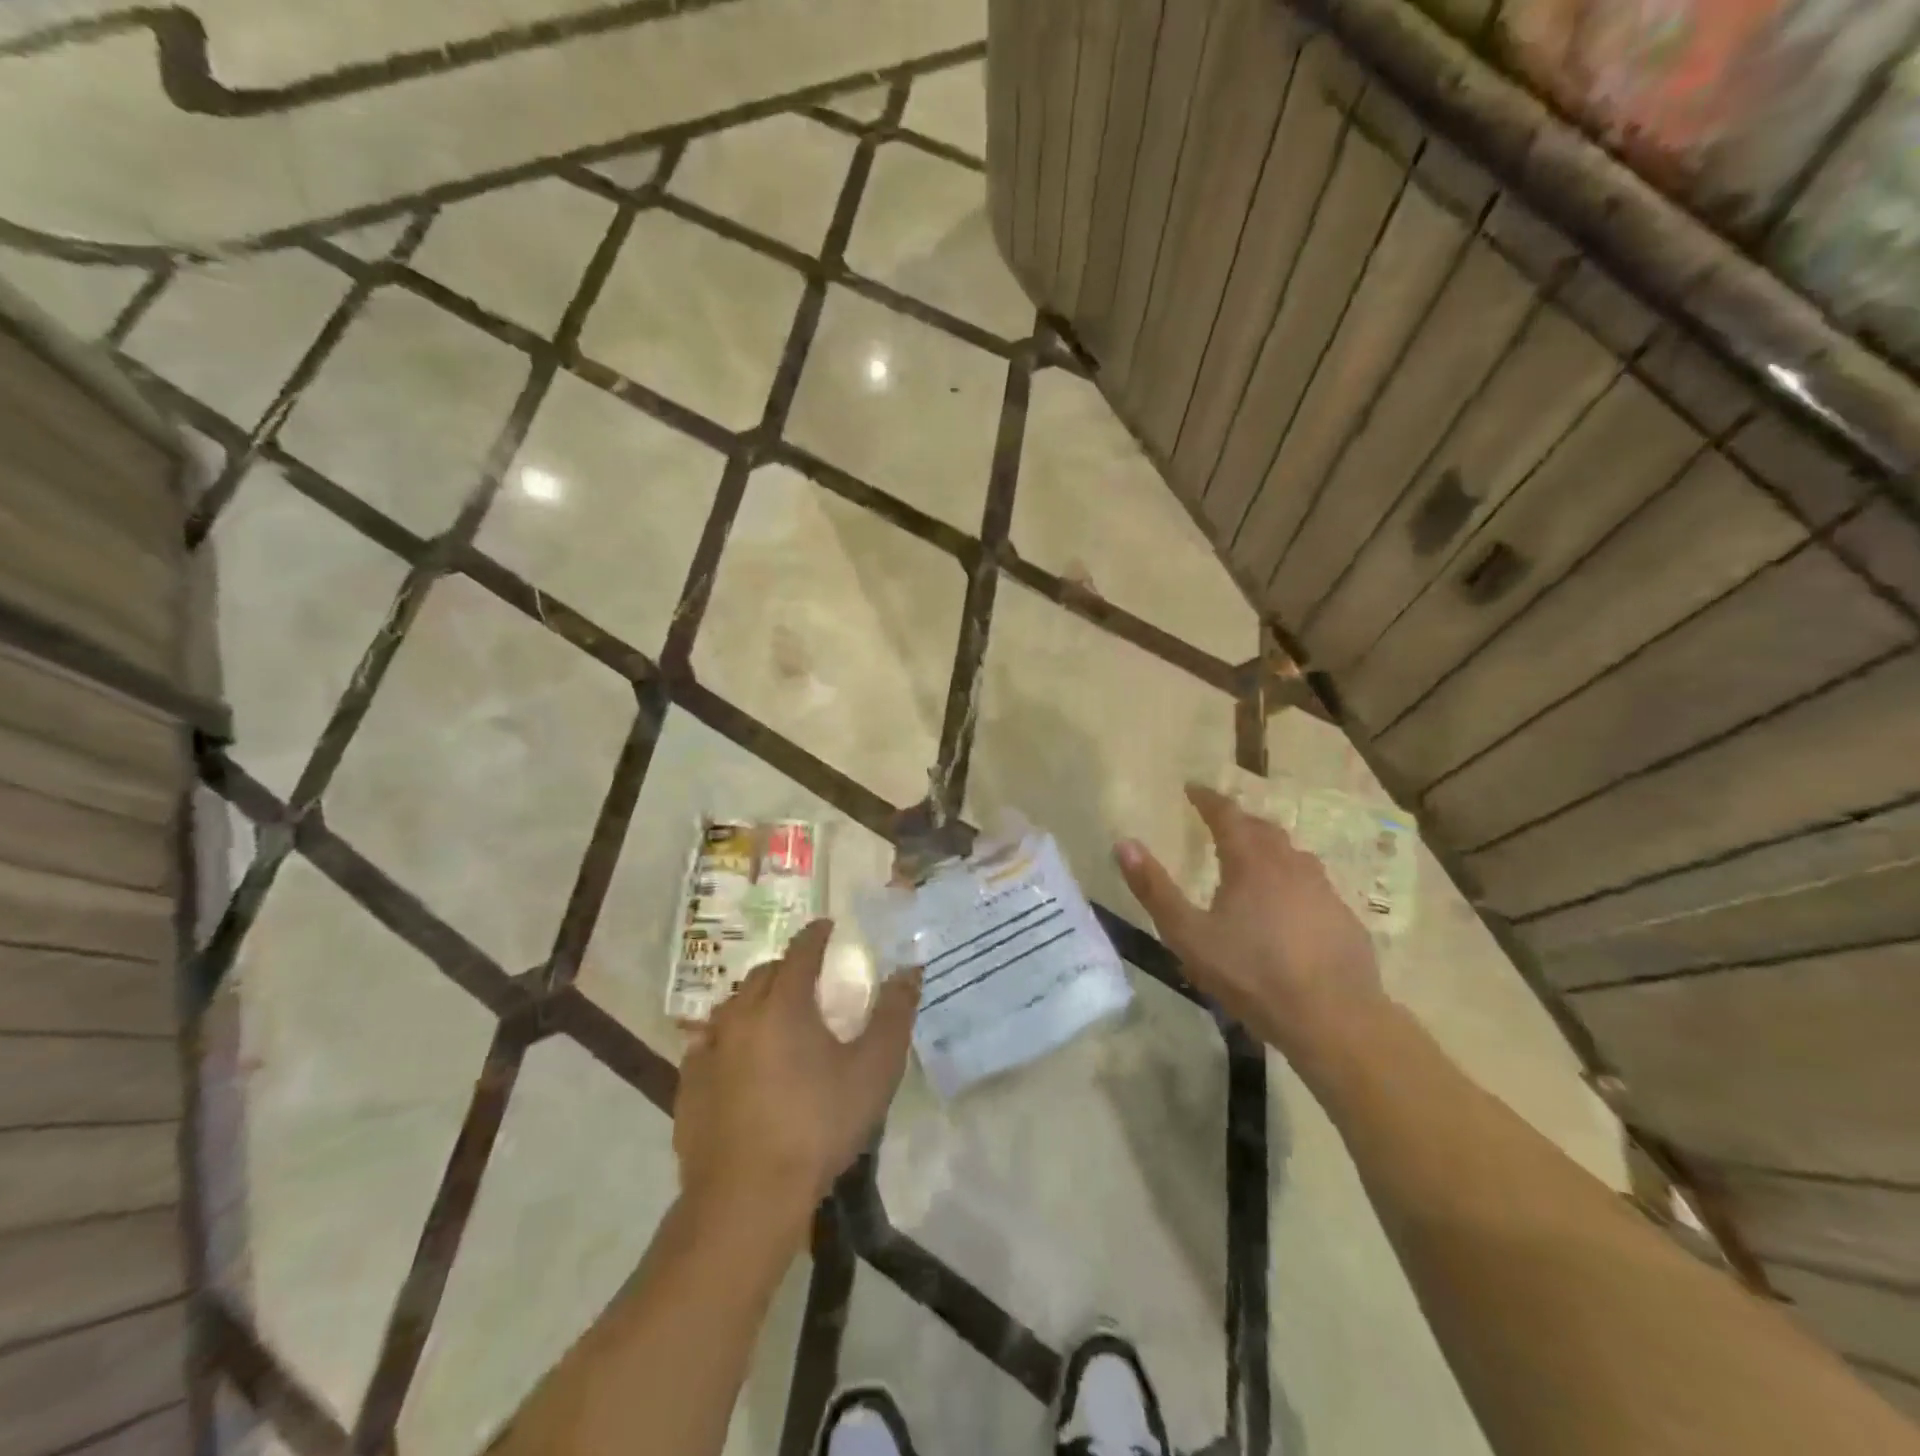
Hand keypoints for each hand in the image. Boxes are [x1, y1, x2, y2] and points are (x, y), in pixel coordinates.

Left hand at [673, 921, 918, 1239]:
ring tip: (776, 1015)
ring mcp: (709, 1050)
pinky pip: (709, 1042)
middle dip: (788, 966)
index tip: (828, 926)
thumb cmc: (818, 1126)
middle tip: (810, 978)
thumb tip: (910, 970)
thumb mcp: (873, 1070)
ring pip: (733, 1006)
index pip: (801, 951)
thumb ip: (894, 1014)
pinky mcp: (688, 1084)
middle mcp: (741, 1015)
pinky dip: (729, 1036)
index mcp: (785, 1004)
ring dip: (756, 1000)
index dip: (817, 934)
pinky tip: (739, 1058)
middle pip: (765, 974)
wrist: (747, 1198)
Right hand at [1114, 784, 1387, 1063]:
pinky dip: (1292, 883)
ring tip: (1253, 861)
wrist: (1333, 1019)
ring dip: (1269, 850)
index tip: (1192, 788)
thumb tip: (1123, 844)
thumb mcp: (1188, 935)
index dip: (1208, 799)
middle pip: (1262, 830)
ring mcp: (1323, 891)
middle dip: (1238, 821)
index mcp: (1251, 862)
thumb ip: (1154, 889)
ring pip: (1292, 856)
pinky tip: (1287, 909)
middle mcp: (1290, 865)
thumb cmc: (1252, 974)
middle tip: (1220, 824)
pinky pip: (1313, 886)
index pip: (1227, 815)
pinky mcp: (1344, 919)